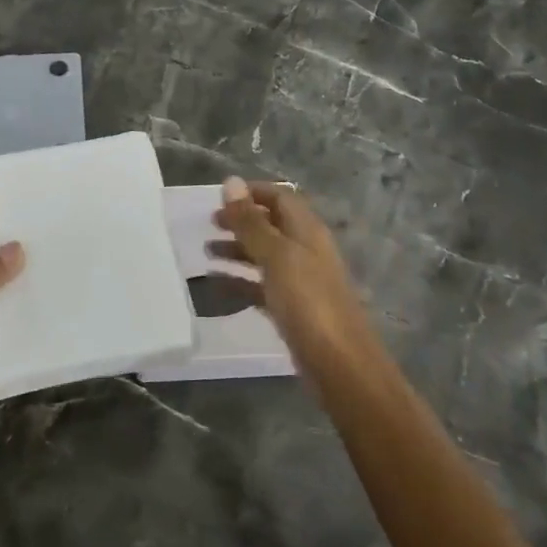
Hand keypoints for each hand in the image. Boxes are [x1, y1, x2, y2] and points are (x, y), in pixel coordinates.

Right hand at [215, 178, 368, 359]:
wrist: (340, 364)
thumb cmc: (308, 302)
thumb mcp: (276, 256)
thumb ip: (251, 222)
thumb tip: (231, 182)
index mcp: (306, 231)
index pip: (280, 198)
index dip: (252, 193)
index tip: (219, 197)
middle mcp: (305, 251)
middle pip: (271, 225)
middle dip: (241, 221)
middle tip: (209, 224)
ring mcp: (300, 281)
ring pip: (264, 256)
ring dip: (237, 250)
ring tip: (206, 252)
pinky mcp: (292, 309)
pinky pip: (262, 286)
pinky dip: (240, 282)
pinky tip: (217, 286)